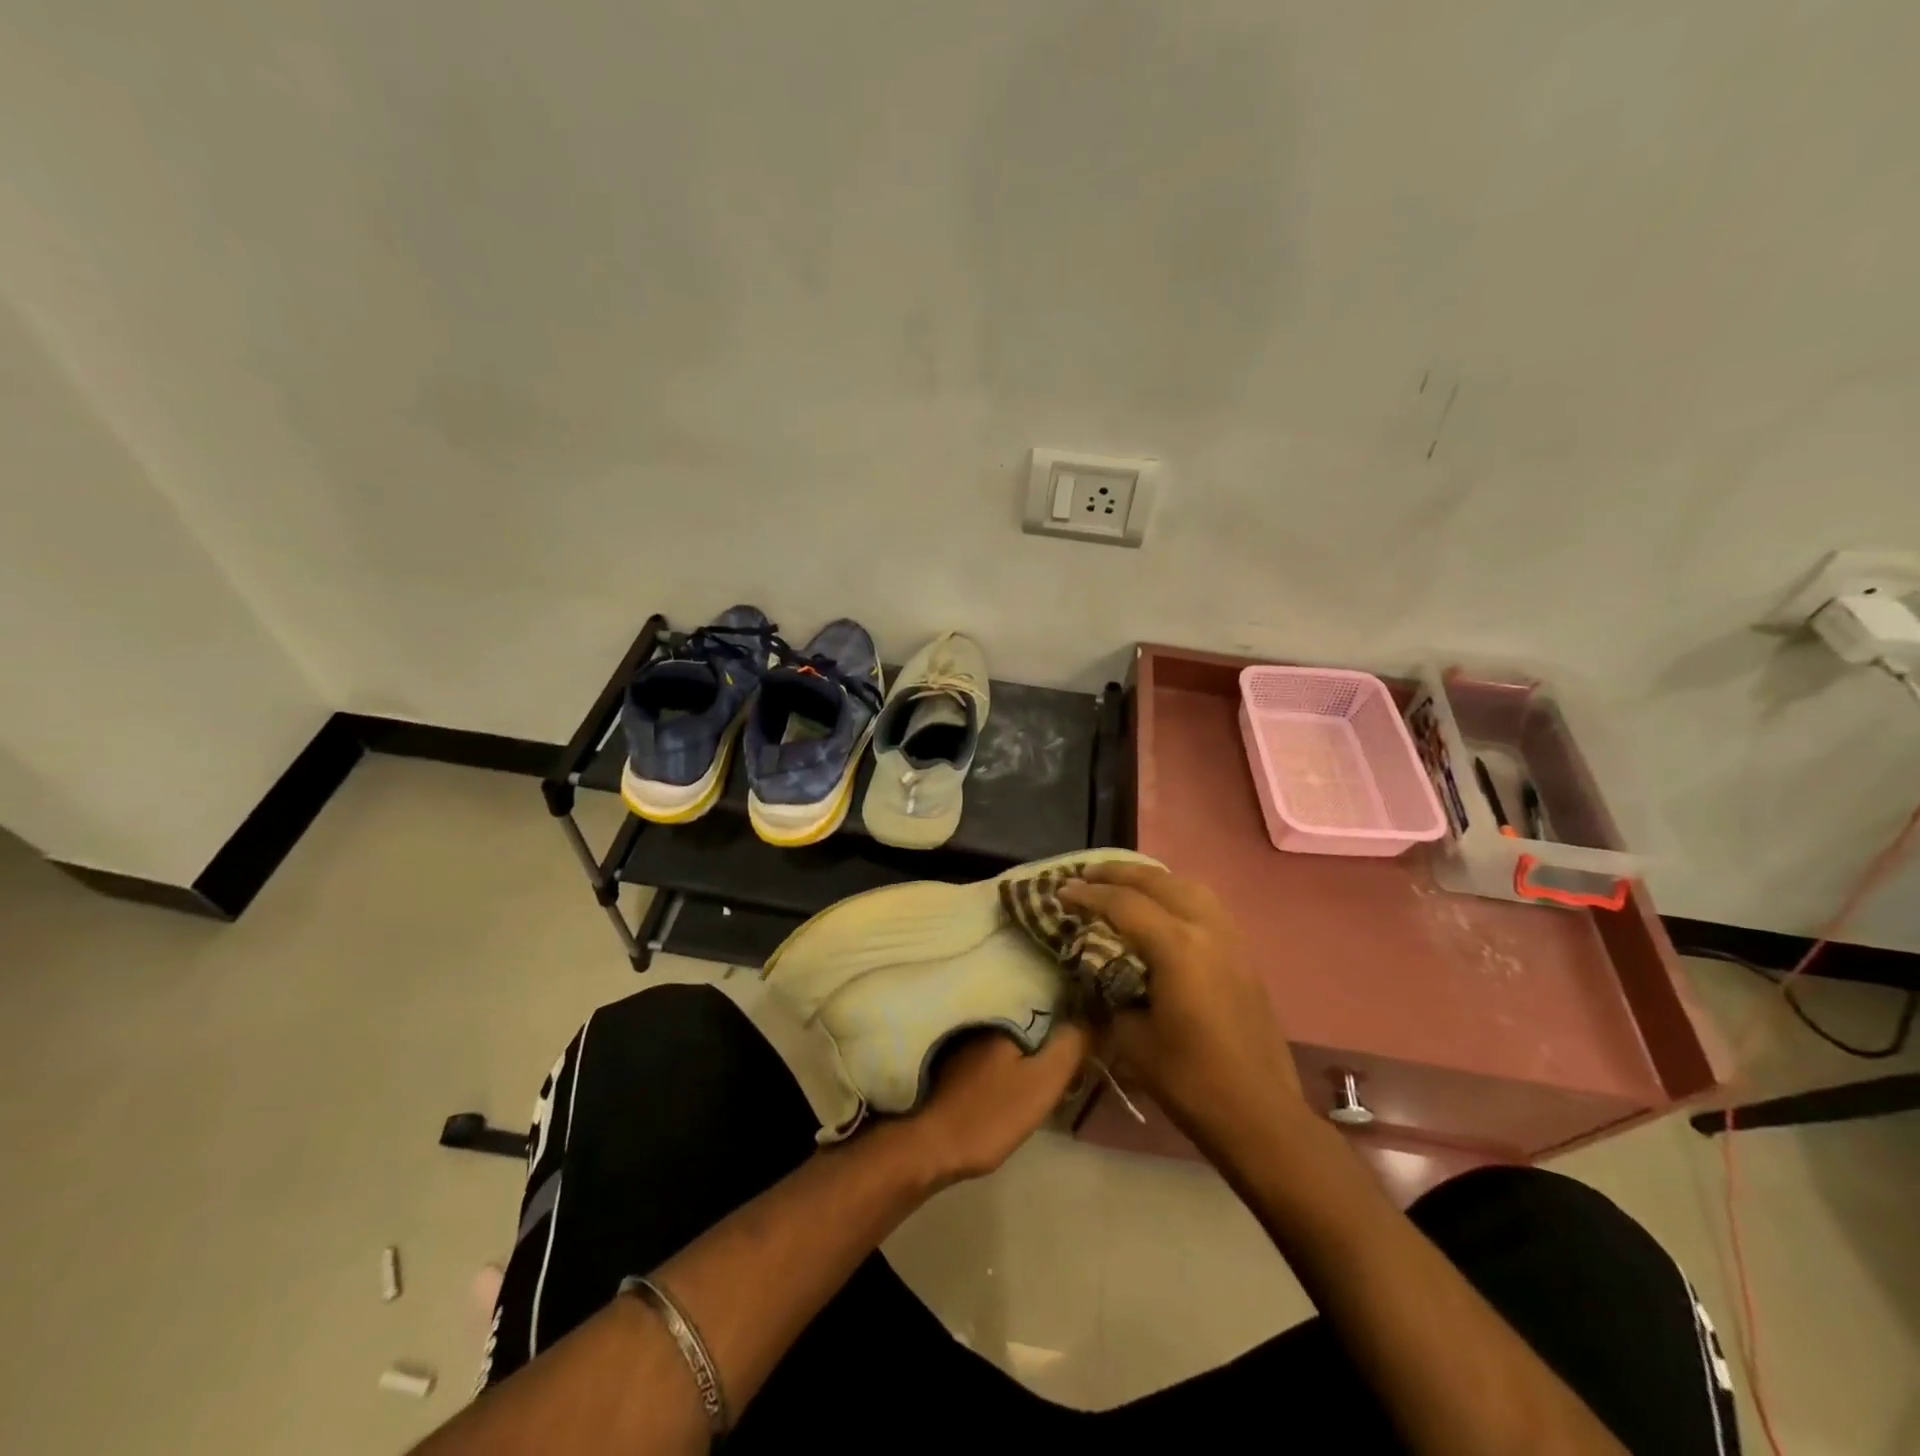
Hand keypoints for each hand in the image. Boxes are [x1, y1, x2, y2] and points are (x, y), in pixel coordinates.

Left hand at [899, 1024, 1088, 1187]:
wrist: (930, 1146)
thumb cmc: (990, 1112)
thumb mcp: (1042, 1082)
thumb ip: (1071, 1046)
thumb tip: (1096, 1013)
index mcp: (1003, 1012)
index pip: (1046, 997)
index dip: (1071, 1009)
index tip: (1091, 1021)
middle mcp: (980, 1015)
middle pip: (1027, 1014)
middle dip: (1050, 1024)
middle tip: (1075, 1043)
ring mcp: (962, 1037)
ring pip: (1008, 1031)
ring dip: (1028, 1040)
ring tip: (1051, 1055)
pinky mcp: (951, 1059)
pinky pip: (991, 1046)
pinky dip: (1007, 1053)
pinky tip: (1015, 1069)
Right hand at [1061, 864, 1302, 1151]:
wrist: (1259, 1113)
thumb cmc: (1190, 1080)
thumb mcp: (1132, 1039)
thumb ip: (1109, 994)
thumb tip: (1096, 972)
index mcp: (1177, 947)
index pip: (1123, 904)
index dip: (1088, 895)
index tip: (1061, 890)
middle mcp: (1206, 928)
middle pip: (1157, 881)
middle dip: (1117, 873)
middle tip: (1085, 874)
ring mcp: (1230, 937)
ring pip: (1187, 885)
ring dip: (1150, 878)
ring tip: (1123, 882)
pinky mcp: (1243, 952)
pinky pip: (1205, 903)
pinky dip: (1176, 892)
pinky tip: (1163, 906)